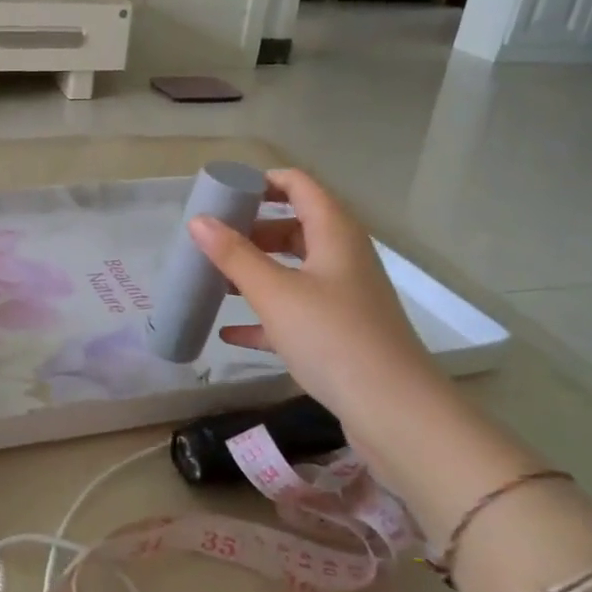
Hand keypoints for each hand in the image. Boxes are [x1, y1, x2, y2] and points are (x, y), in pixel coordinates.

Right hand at [188, 169, 453, 451]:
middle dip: (252, 230)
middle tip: (212, 239)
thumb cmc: (332, 336)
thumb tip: (198, 221)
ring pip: (294, 271)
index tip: (223, 192)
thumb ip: (234, 255)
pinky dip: (265, 316)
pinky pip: (295, 312)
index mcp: (335, 233)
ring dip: (256, 272)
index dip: (262, 181)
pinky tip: (230, 331)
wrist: (393, 410)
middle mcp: (343, 258)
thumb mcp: (275, 293)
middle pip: (294, 227)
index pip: (299, 186)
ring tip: (214, 280)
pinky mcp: (340, 334)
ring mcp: (344, 297)